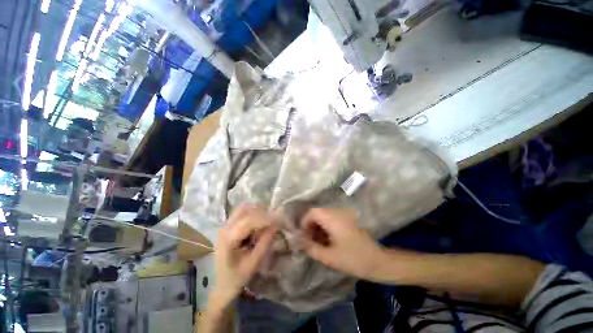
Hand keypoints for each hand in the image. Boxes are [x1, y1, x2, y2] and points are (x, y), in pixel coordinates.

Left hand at [211, 203, 277, 307]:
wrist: (217, 286)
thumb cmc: (234, 279)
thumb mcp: (251, 265)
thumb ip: (264, 244)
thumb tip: (276, 226)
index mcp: (228, 238)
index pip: (249, 221)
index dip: (266, 219)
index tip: (279, 221)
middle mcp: (225, 227)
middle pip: (245, 209)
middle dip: (262, 213)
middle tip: (274, 222)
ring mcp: (225, 225)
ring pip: (244, 208)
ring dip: (258, 212)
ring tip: (267, 223)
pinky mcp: (228, 226)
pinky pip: (243, 213)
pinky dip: (253, 215)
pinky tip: (259, 225)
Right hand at [300, 208, 383, 279]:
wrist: (377, 261)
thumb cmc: (353, 259)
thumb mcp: (329, 257)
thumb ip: (311, 248)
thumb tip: (299, 241)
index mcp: (333, 219)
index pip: (312, 212)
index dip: (304, 222)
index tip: (302, 235)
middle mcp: (338, 212)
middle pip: (317, 212)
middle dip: (310, 225)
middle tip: (308, 239)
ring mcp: (343, 214)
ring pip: (324, 215)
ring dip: (317, 225)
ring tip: (316, 241)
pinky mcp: (347, 219)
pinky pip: (331, 218)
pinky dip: (325, 226)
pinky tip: (326, 239)